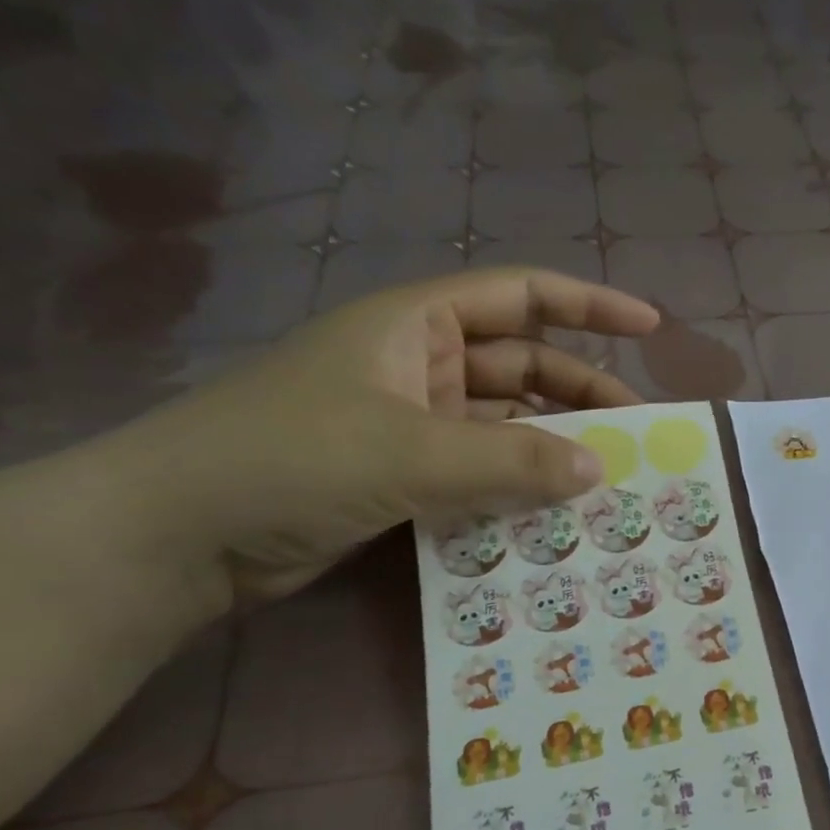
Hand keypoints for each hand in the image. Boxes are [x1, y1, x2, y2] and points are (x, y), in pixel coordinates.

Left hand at [113, 266, 658, 605]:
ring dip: (554, 446)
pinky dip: (519, 486)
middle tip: (639, 433)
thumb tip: (599, 469)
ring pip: (507, 424)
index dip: (590, 305)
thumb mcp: (411, 454)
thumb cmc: (290, 460)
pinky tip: (557, 512)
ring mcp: (412, 422)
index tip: (651, 326)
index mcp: (417, 324)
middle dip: (583, 392)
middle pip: (524, 365)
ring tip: (609, 478)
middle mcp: (420, 364)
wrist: (179, 535)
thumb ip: (512, 462)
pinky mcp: (404, 475)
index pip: (521, 295)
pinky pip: (482, 471)